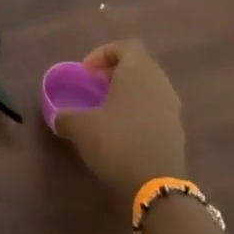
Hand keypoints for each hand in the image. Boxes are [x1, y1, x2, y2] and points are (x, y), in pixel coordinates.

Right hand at [55, 39, 185, 197]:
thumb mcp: (80, 128)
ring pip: (149, 89)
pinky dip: (140, 114)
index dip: (104, 53)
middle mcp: (159, 84)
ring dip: (129, 94)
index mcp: (138, 71)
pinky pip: (157, 111)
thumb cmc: (117, 142)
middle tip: (96, 88)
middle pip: (139, 65)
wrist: (157, 188)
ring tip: (108, 112)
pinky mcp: (177, 134)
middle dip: (116, 73)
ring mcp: (172, 109)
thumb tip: (56, 117)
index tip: (87, 72)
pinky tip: (124, 134)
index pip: (126, 46)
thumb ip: (65, 116)